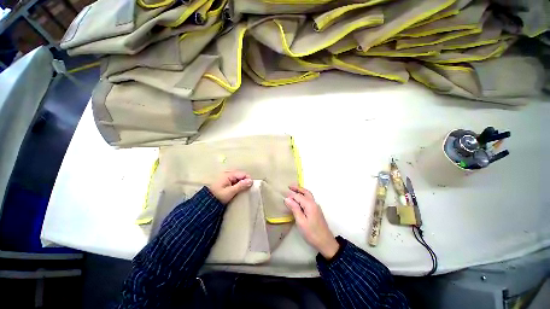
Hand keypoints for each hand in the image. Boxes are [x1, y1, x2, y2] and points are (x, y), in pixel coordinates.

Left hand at [208, 171, 252, 203]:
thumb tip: (251, 181)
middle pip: (241, 175)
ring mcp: (227, 177)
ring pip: (239, 178)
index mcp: (228, 174)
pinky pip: (235, 181)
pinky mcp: (226, 181)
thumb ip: (241, 186)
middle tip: (245, 190)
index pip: (243, 174)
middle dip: (245, 182)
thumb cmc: (219, 196)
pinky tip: (237, 190)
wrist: (208, 202)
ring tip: (241, 191)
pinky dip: (238, 185)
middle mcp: (228, 173)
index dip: (248, 180)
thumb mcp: (231, 192)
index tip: (250, 187)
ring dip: (241, 184)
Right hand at [284, 185, 339, 259]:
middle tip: (289, 186)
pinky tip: (300, 199)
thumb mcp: (301, 222)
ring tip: (293, 190)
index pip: (298, 196)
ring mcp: (316, 206)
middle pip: (305, 192)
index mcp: (309, 205)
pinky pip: (309, 199)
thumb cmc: (312, 233)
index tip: (283, 192)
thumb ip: (294, 209)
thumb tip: (287, 198)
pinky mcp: (316, 210)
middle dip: (297, 188)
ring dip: (301, 191)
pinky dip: (304, 195)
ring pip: (308, 195)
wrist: (326, 242)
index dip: (290, 194)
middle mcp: (314, 203)